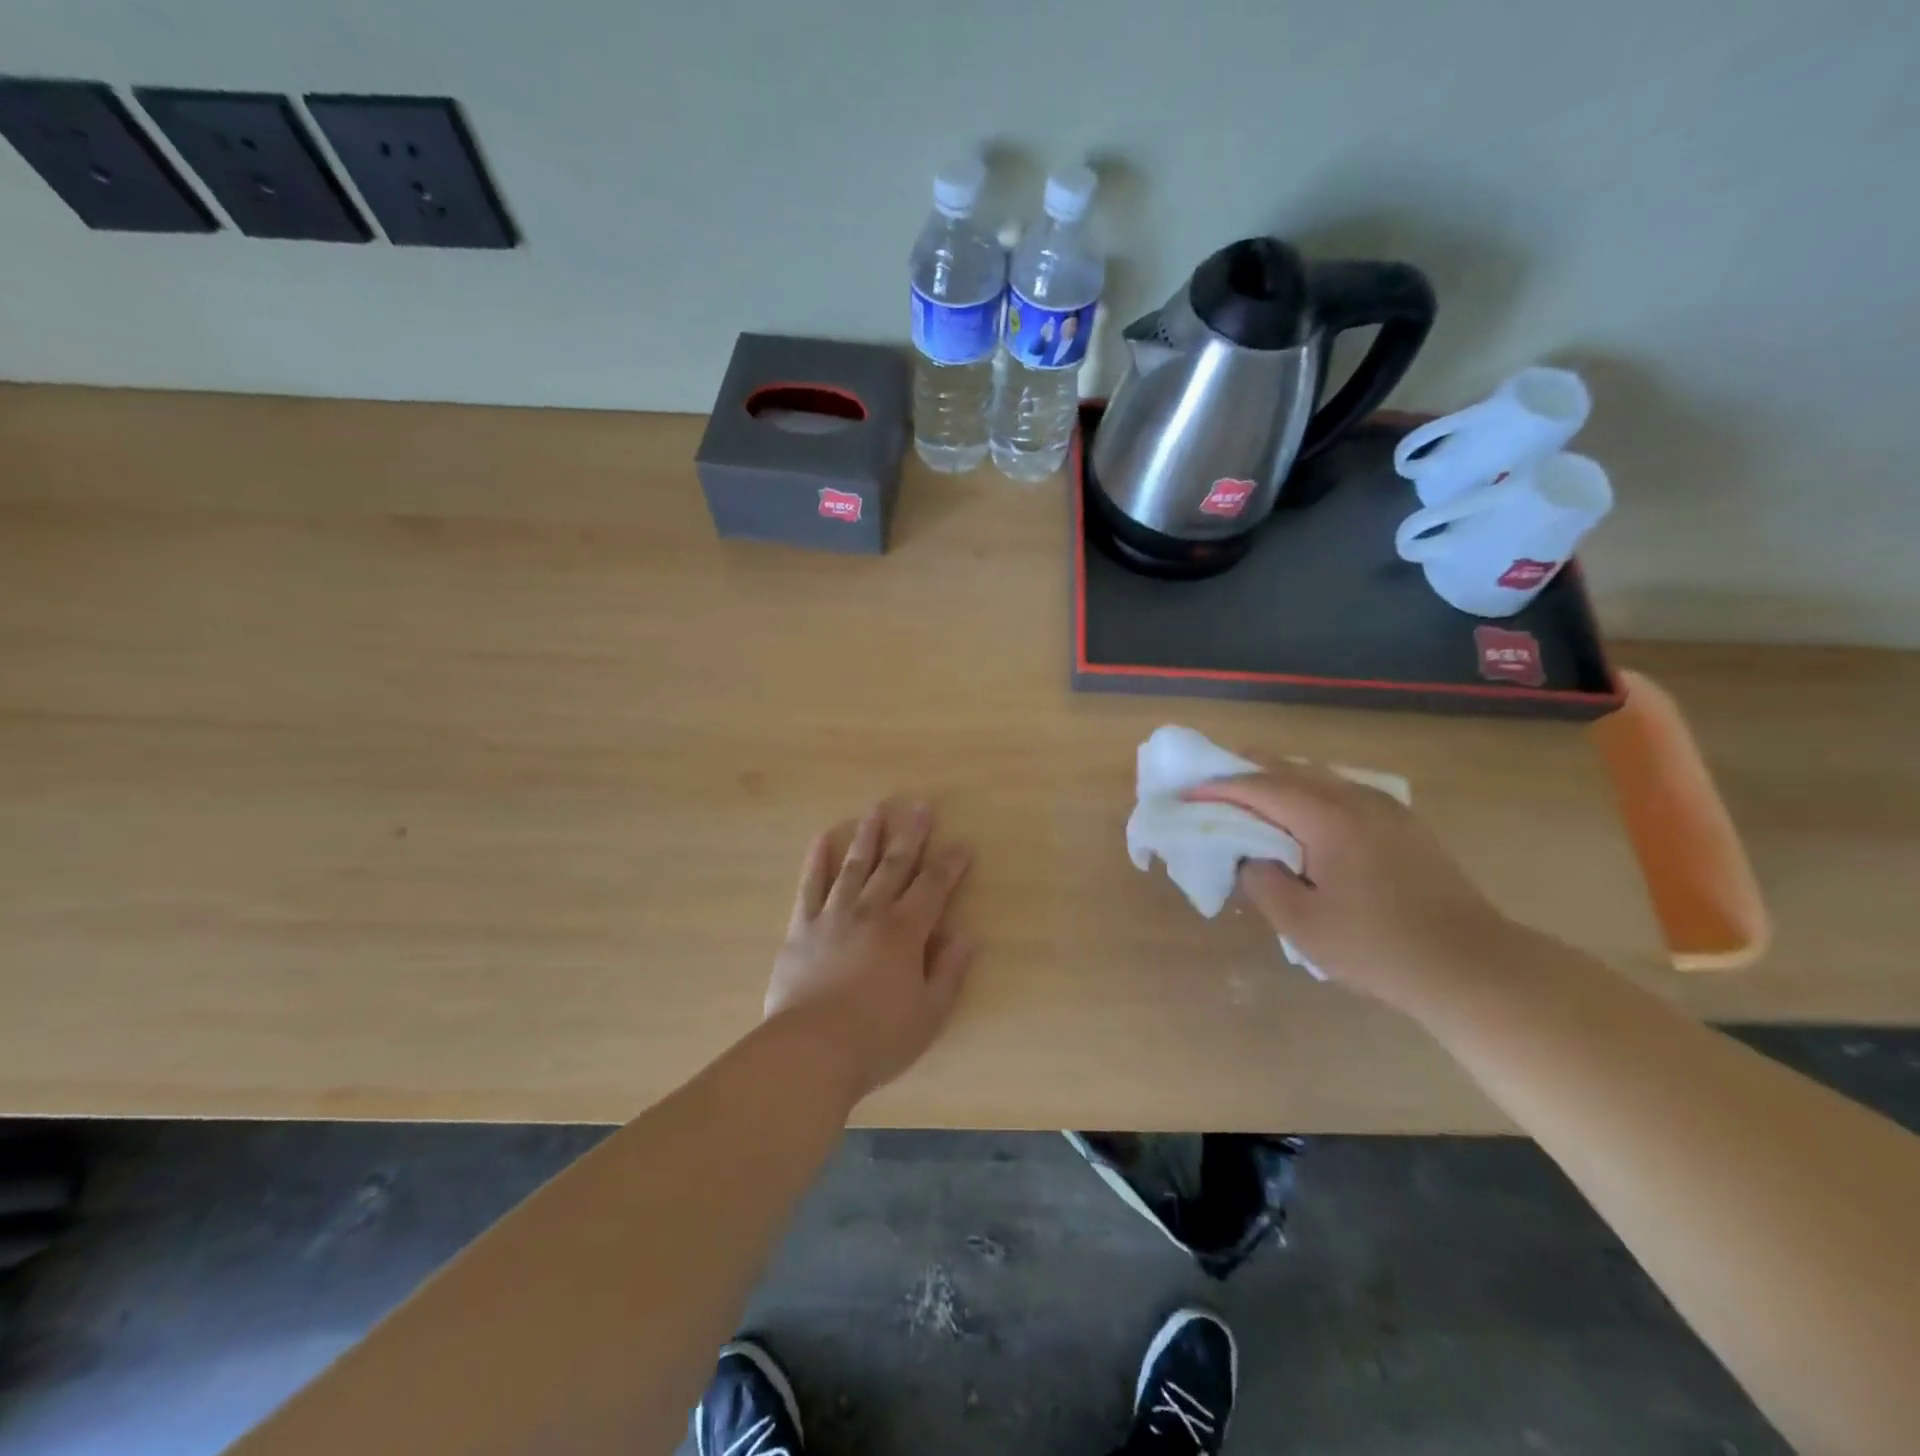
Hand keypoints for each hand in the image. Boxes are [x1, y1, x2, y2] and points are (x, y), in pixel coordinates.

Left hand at [764, 801, 975, 1102]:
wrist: (810, 1051)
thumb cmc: (878, 1038)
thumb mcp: (929, 1014)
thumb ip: (949, 972)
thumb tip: (966, 937)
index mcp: (904, 932)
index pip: (933, 887)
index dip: (950, 865)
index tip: (962, 845)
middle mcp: (870, 913)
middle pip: (894, 865)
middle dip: (911, 835)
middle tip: (920, 805)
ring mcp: (832, 917)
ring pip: (853, 867)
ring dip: (866, 837)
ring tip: (875, 811)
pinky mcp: (800, 929)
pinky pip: (809, 887)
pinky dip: (816, 862)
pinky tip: (821, 840)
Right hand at [1187, 766, 1519, 1013]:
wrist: (1471, 966)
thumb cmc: (1377, 947)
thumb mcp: (1301, 923)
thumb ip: (1262, 881)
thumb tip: (1250, 857)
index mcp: (1327, 818)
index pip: (1260, 788)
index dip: (1218, 788)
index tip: (1186, 794)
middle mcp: (1356, 799)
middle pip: (1289, 769)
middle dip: (1245, 771)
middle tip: (1209, 780)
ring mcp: (1385, 808)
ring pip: (1318, 776)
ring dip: (1278, 780)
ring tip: (1248, 793)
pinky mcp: (1403, 824)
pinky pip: (1341, 791)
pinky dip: (1308, 792)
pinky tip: (1301, 813)